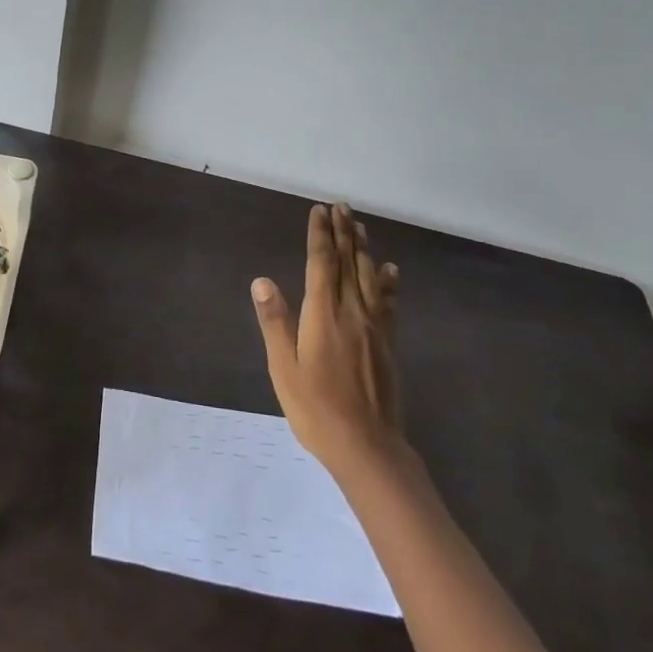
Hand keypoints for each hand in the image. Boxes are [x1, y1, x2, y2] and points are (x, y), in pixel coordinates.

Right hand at [251, 203, 402, 469]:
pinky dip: (387, 281)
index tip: (319, 210)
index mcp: (323, 315)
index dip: (320, 235)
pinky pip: (387, 302)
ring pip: (369, 277)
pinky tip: (389, 270)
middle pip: (348, 263)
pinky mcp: (387, 343)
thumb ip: (275, 322)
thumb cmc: (315, 408)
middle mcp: (351, 312)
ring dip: (363, 248)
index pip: (321, 263)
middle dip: (343, 232)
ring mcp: (374, 327)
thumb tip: (262, 280)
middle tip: (340, 206)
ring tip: (359, 225)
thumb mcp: (283, 368)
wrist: (367, 445)